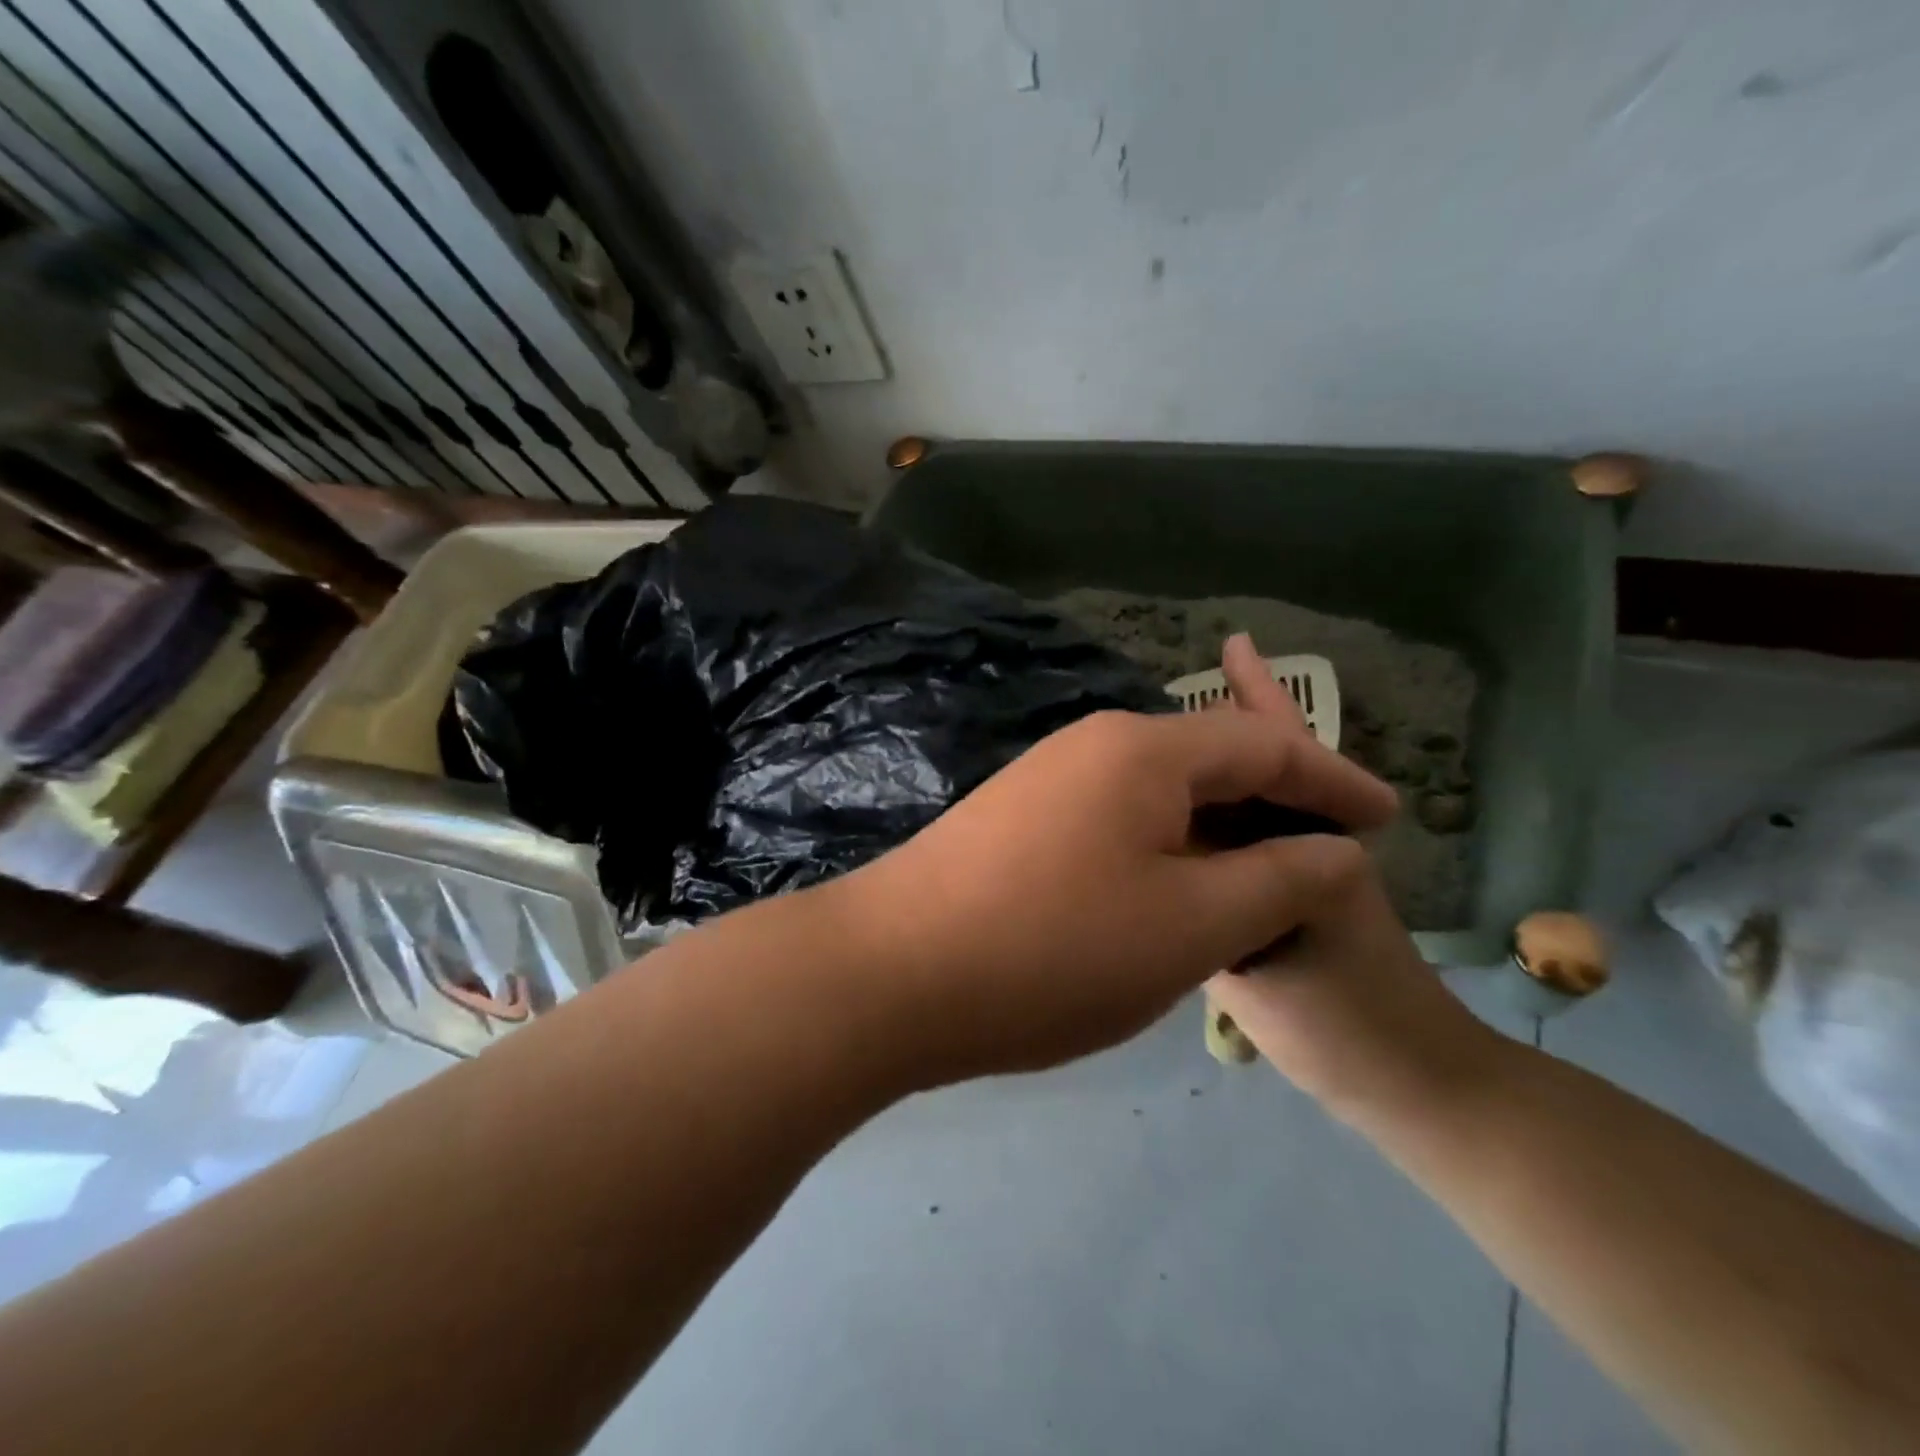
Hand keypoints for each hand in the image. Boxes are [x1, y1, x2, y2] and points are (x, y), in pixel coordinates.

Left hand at [817, 634, 1398, 1088]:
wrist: (890, 972)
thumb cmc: (1051, 948)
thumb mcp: (1190, 924)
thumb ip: (1278, 880)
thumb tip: (1336, 851)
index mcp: (1142, 748)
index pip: (1264, 745)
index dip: (1335, 781)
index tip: (1391, 821)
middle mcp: (1092, 745)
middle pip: (1209, 761)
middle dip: (1277, 804)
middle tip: (1333, 853)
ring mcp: (1046, 780)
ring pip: (1160, 796)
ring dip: (1218, 830)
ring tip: (1268, 878)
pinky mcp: (1016, 821)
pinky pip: (1117, 821)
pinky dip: (1166, 849)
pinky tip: (1176, 889)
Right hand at [1202, 639, 1500, 1116]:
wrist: (1402, 1081)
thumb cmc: (1342, 1013)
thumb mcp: (1265, 955)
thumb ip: (1209, 897)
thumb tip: (1155, 848)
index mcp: (1304, 839)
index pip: (1274, 754)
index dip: (1252, 700)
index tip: (1232, 650)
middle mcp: (1295, 846)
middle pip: (1255, 771)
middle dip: (1226, 722)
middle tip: (1191, 678)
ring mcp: (1285, 878)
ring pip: (1237, 812)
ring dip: (1204, 773)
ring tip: (1159, 744)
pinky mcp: (1267, 911)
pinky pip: (1222, 853)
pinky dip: (1196, 829)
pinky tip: (1163, 830)